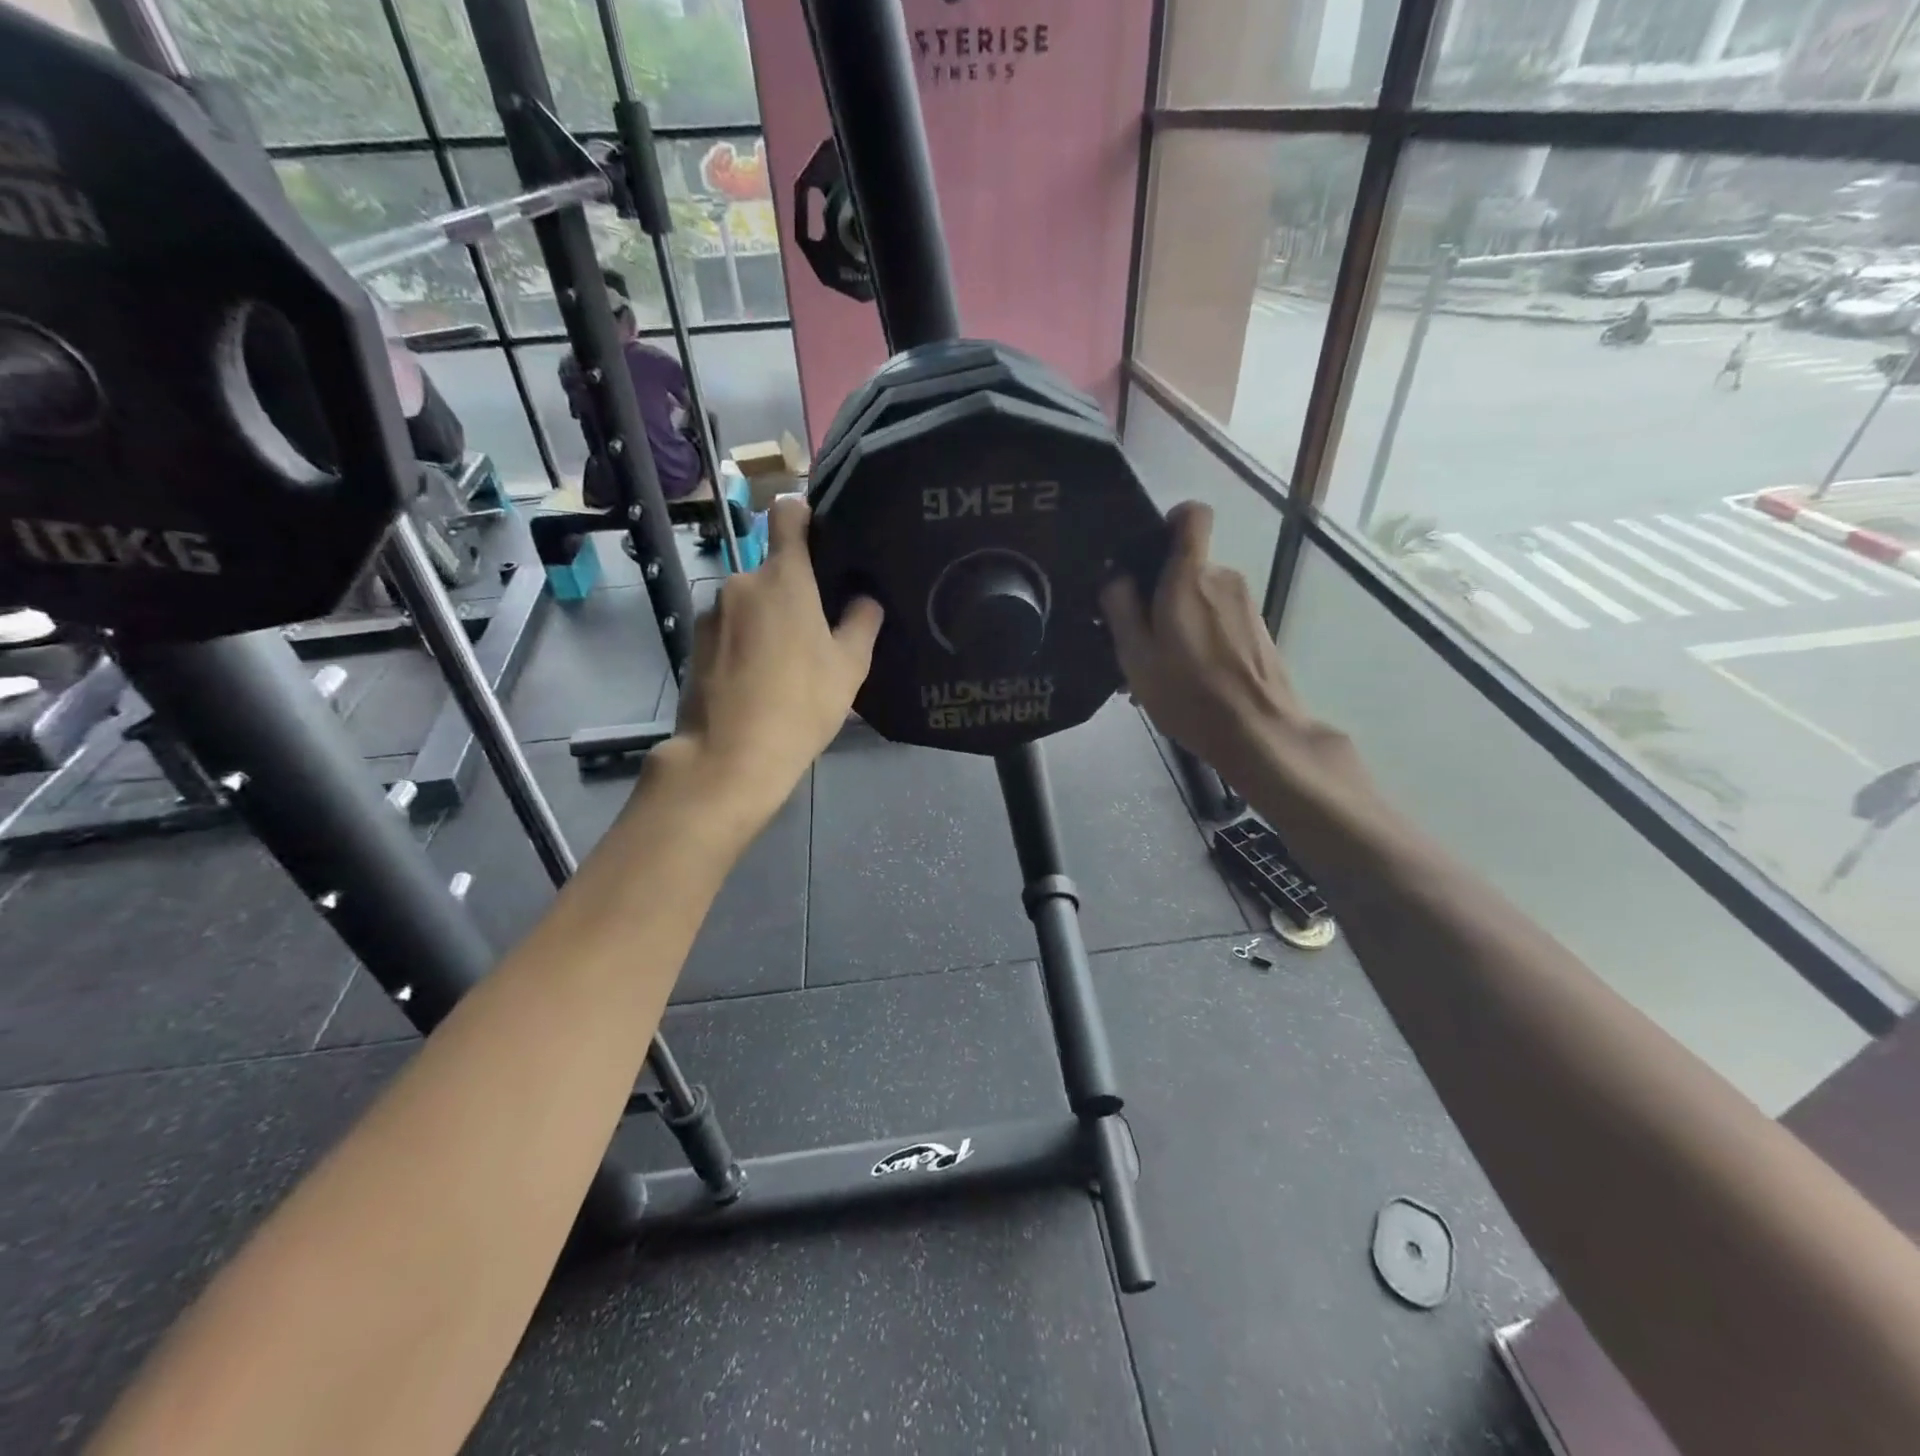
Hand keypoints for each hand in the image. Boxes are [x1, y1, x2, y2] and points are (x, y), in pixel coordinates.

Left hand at [666, 497, 881, 825]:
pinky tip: (758, 681)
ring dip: (768, 621)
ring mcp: (712, 614)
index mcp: (783, 578)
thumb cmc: (800, 705)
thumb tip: (865, 598)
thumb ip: (862, 622)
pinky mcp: (694, 643)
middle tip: (818, 632)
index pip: (788, 514)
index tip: (823, 536)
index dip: (806, 514)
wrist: (729, 757)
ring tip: (787, 665)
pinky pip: (730, 630)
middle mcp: (741, 582)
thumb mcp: (849, 667)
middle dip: (794, 592)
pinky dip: (745, 644)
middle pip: (773, 571)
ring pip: (750, 603)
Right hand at [1098, 501, 1309, 781]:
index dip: (1169, 522)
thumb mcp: (1135, 654)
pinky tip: (1182, 681)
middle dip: (1158, 595)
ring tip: (1155, 671)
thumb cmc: (1189, 692)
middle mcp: (1223, 578)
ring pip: (1199, 599)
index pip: (1191, 515)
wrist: (1258, 732)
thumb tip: (1116, 577)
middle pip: (1186, 568)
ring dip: (1175, 624)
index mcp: (1190, 577)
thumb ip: (1120, 607)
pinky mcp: (1257, 630)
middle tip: (1133, 640)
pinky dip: (1196, 640)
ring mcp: (1245, 605)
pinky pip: (1216, 621)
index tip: (1147, 552)